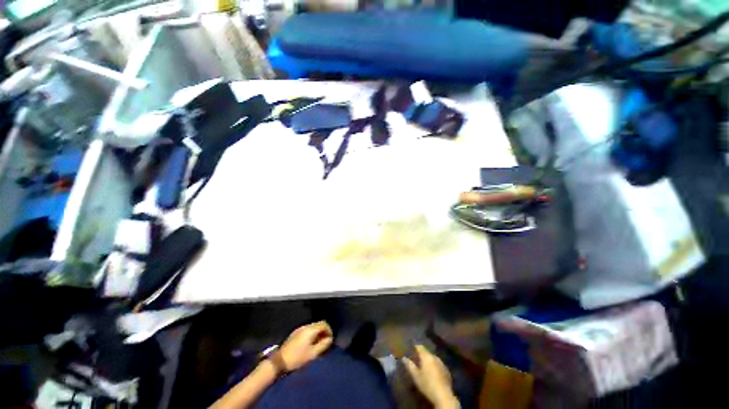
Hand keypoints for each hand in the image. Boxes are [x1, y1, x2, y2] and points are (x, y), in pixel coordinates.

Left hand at [279, 321, 333, 370]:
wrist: (279, 362)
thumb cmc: (297, 358)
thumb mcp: (313, 354)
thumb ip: (323, 345)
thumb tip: (330, 339)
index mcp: (310, 329)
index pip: (324, 324)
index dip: (329, 331)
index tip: (330, 341)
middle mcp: (305, 326)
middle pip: (318, 325)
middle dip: (324, 332)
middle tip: (325, 343)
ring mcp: (299, 329)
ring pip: (313, 328)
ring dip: (317, 334)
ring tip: (318, 345)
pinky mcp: (295, 334)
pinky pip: (307, 331)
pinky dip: (311, 335)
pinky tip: (310, 345)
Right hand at [403, 345, 458, 408]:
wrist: (444, 396)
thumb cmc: (427, 385)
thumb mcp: (415, 376)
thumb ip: (409, 365)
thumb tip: (404, 358)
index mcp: (427, 356)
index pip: (420, 347)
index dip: (415, 346)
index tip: (410, 348)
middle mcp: (435, 357)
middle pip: (427, 353)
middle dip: (421, 355)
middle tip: (416, 359)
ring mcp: (442, 363)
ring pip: (433, 359)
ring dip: (428, 361)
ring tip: (424, 367)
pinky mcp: (447, 371)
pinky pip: (438, 365)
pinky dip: (434, 366)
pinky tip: (432, 373)